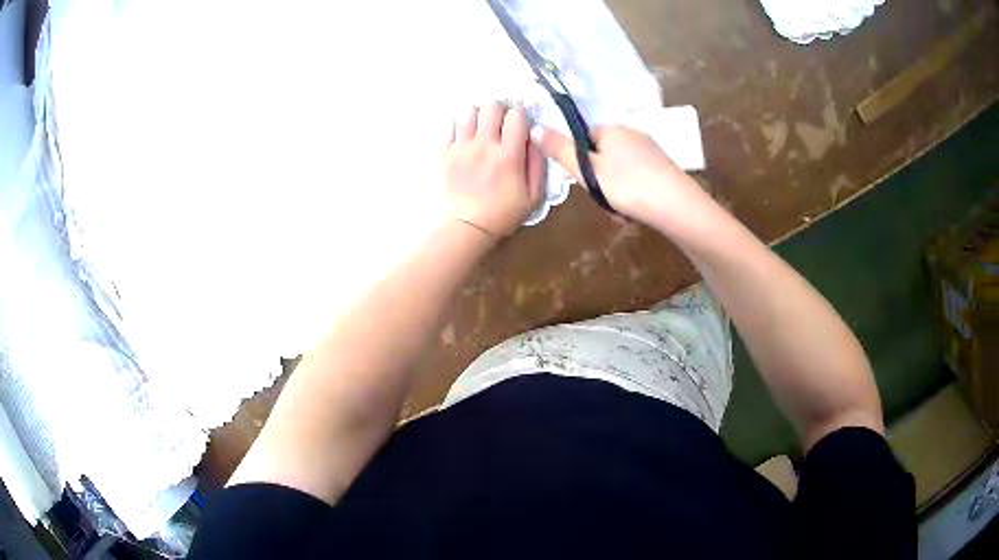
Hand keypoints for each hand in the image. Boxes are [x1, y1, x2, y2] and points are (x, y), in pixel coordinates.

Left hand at [444, 103, 544, 238]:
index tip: (518, 124)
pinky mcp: (444, 153)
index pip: (516, 115)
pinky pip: (449, 125)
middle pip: (491, 106)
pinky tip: (463, 137)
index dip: (520, 116)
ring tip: (480, 128)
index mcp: (509, 156)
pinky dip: (458, 126)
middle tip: (499, 123)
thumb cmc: (504, 212)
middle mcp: (484, 146)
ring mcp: (461, 148)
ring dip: (478, 116)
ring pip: (469, 111)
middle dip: (499, 110)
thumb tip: (535, 136)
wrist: (468, 226)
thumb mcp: (534, 195)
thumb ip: (538, 163)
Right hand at [541, 125, 706, 224]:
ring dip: (617, 190)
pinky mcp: (664, 167)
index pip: (585, 137)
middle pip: (604, 155)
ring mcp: (651, 150)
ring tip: (622, 209)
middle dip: (600, 179)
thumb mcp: (587, 170)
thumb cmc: (627, 186)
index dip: (580, 160)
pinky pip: (639, 177)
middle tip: (603, 199)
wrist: (676, 206)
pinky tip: (639, 209)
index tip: (584, 181)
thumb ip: (561, 150)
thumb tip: (535, 128)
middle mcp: (632, 133)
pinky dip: (635, 192)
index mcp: (611, 129)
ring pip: (622, 170)